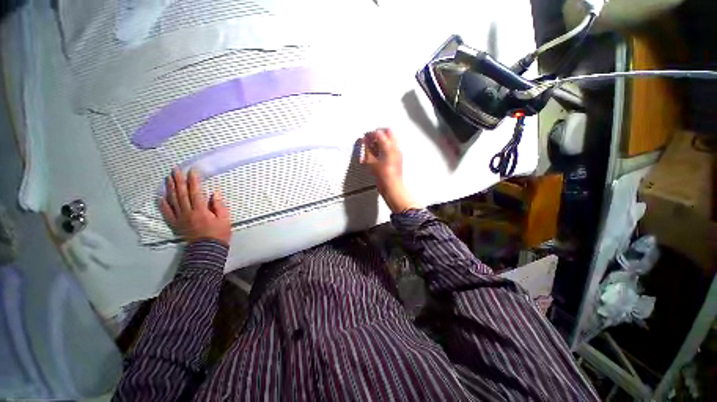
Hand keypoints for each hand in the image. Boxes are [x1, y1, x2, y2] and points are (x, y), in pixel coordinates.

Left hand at [159, 168, 231, 244]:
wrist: (208, 249)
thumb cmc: (219, 233)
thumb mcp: (224, 219)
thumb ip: (219, 206)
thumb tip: (215, 193)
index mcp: (200, 210)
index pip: (195, 192)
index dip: (193, 180)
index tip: (192, 170)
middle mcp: (187, 212)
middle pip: (181, 194)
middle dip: (178, 181)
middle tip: (175, 170)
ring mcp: (180, 218)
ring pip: (173, 200)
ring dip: (170, 188)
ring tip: (168, 178)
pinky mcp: (176, 224)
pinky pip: (167, 213)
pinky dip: (162, 204)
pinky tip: (160, 196)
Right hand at [360, 128, 420, 212]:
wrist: (391, 186)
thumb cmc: (383, 176)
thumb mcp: (370, 162)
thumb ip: (366, 149)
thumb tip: (363, 142)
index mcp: (388, 146)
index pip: (378, 133)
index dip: (370, 134)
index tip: (365, 137)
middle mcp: (395, 146)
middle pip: (388, 131)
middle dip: (378, 133)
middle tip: (370, 138)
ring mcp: (398, 151)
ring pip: (392, 137)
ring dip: (383, 138)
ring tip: (374, 145)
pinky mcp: (399, 156)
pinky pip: (393, 145)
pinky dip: (386, 145)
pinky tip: (380, 152)